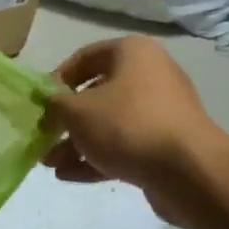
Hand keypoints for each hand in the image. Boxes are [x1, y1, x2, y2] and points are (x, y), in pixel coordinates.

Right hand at [43, 37, 228, 226]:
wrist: (188, 171)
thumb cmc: (127, 125)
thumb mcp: (76, 111)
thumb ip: (55, 103)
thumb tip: (49, 102)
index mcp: (133, 53)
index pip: (85, 57)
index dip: (57, 79)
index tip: (40, 103)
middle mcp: (151, 75)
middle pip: (97, 94)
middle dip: (66, 119)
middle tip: (44, 137)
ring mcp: (161, 111)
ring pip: (109, 124)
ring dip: (77, 143)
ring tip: (50, 164)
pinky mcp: (165, 144)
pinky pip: (124, 145)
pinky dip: (97, 157)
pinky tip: (68, 175)